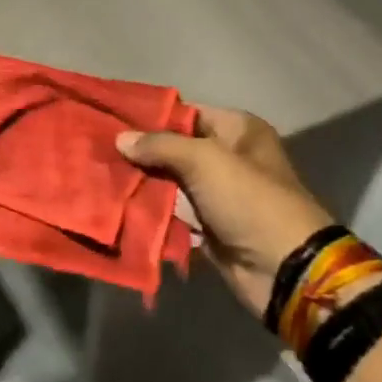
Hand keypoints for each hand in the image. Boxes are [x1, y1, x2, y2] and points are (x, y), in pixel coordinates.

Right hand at [117, 107, 332, 318]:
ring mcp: (218, 194)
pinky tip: (118, 206)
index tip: (112, 120)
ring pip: (171, 183)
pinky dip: (152, 213)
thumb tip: (121, 138)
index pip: (186, 113)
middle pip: (176, 149)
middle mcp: (229, 157)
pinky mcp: (209, 226)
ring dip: (142, 184)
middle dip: (141, 153)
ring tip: (102, 177)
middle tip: (100, 151)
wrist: (282, 267)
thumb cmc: (249, 200)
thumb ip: (161, 145)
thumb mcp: (206, 160)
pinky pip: (173, 214)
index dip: (151, 117)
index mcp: (238, 130)